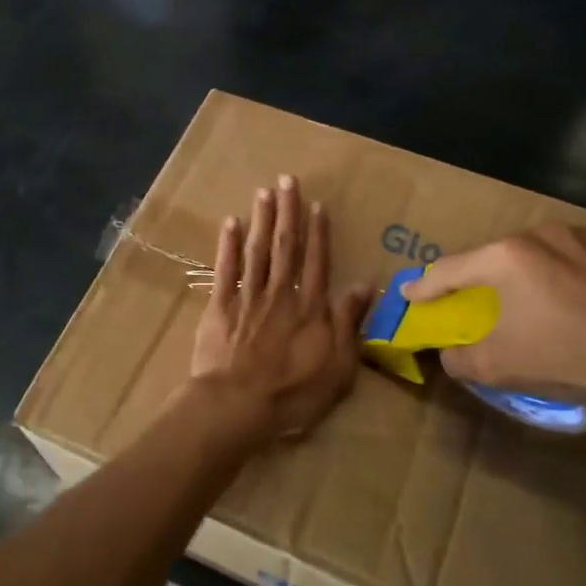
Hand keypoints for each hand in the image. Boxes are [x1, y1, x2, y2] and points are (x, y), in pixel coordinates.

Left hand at [190, 176, 372, 440]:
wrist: (237, 405)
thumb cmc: (293, 393)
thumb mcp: (338, 366)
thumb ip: (349, 323)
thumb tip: (366, 285)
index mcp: (310, 307)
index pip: (317, 261)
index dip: (319, 232)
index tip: (318, 205)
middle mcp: (281, 293)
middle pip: (286, 246)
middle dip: (288, 211)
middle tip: (288, 180)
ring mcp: (248, 297)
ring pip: (257, 250)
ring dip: (262, 219)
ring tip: (264, 191)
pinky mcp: (219, 307)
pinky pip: (225, 270)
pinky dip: (228, 246)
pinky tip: (230, 223)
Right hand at [402, 223, 585, 417]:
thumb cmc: (567, 353)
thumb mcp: (500, 365)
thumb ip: (461, 358)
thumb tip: (450, 355)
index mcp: (505, 257)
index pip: (450, 270)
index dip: (425, 285)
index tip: (409, 293)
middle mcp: (540, 234)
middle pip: (496, 257)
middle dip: (481, 279)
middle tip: (477, 301)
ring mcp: (584, 236)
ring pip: (541, 254)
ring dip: (529, 275)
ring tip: (538, 304)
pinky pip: (580, 259)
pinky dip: (570, 276)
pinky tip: (583, 303)